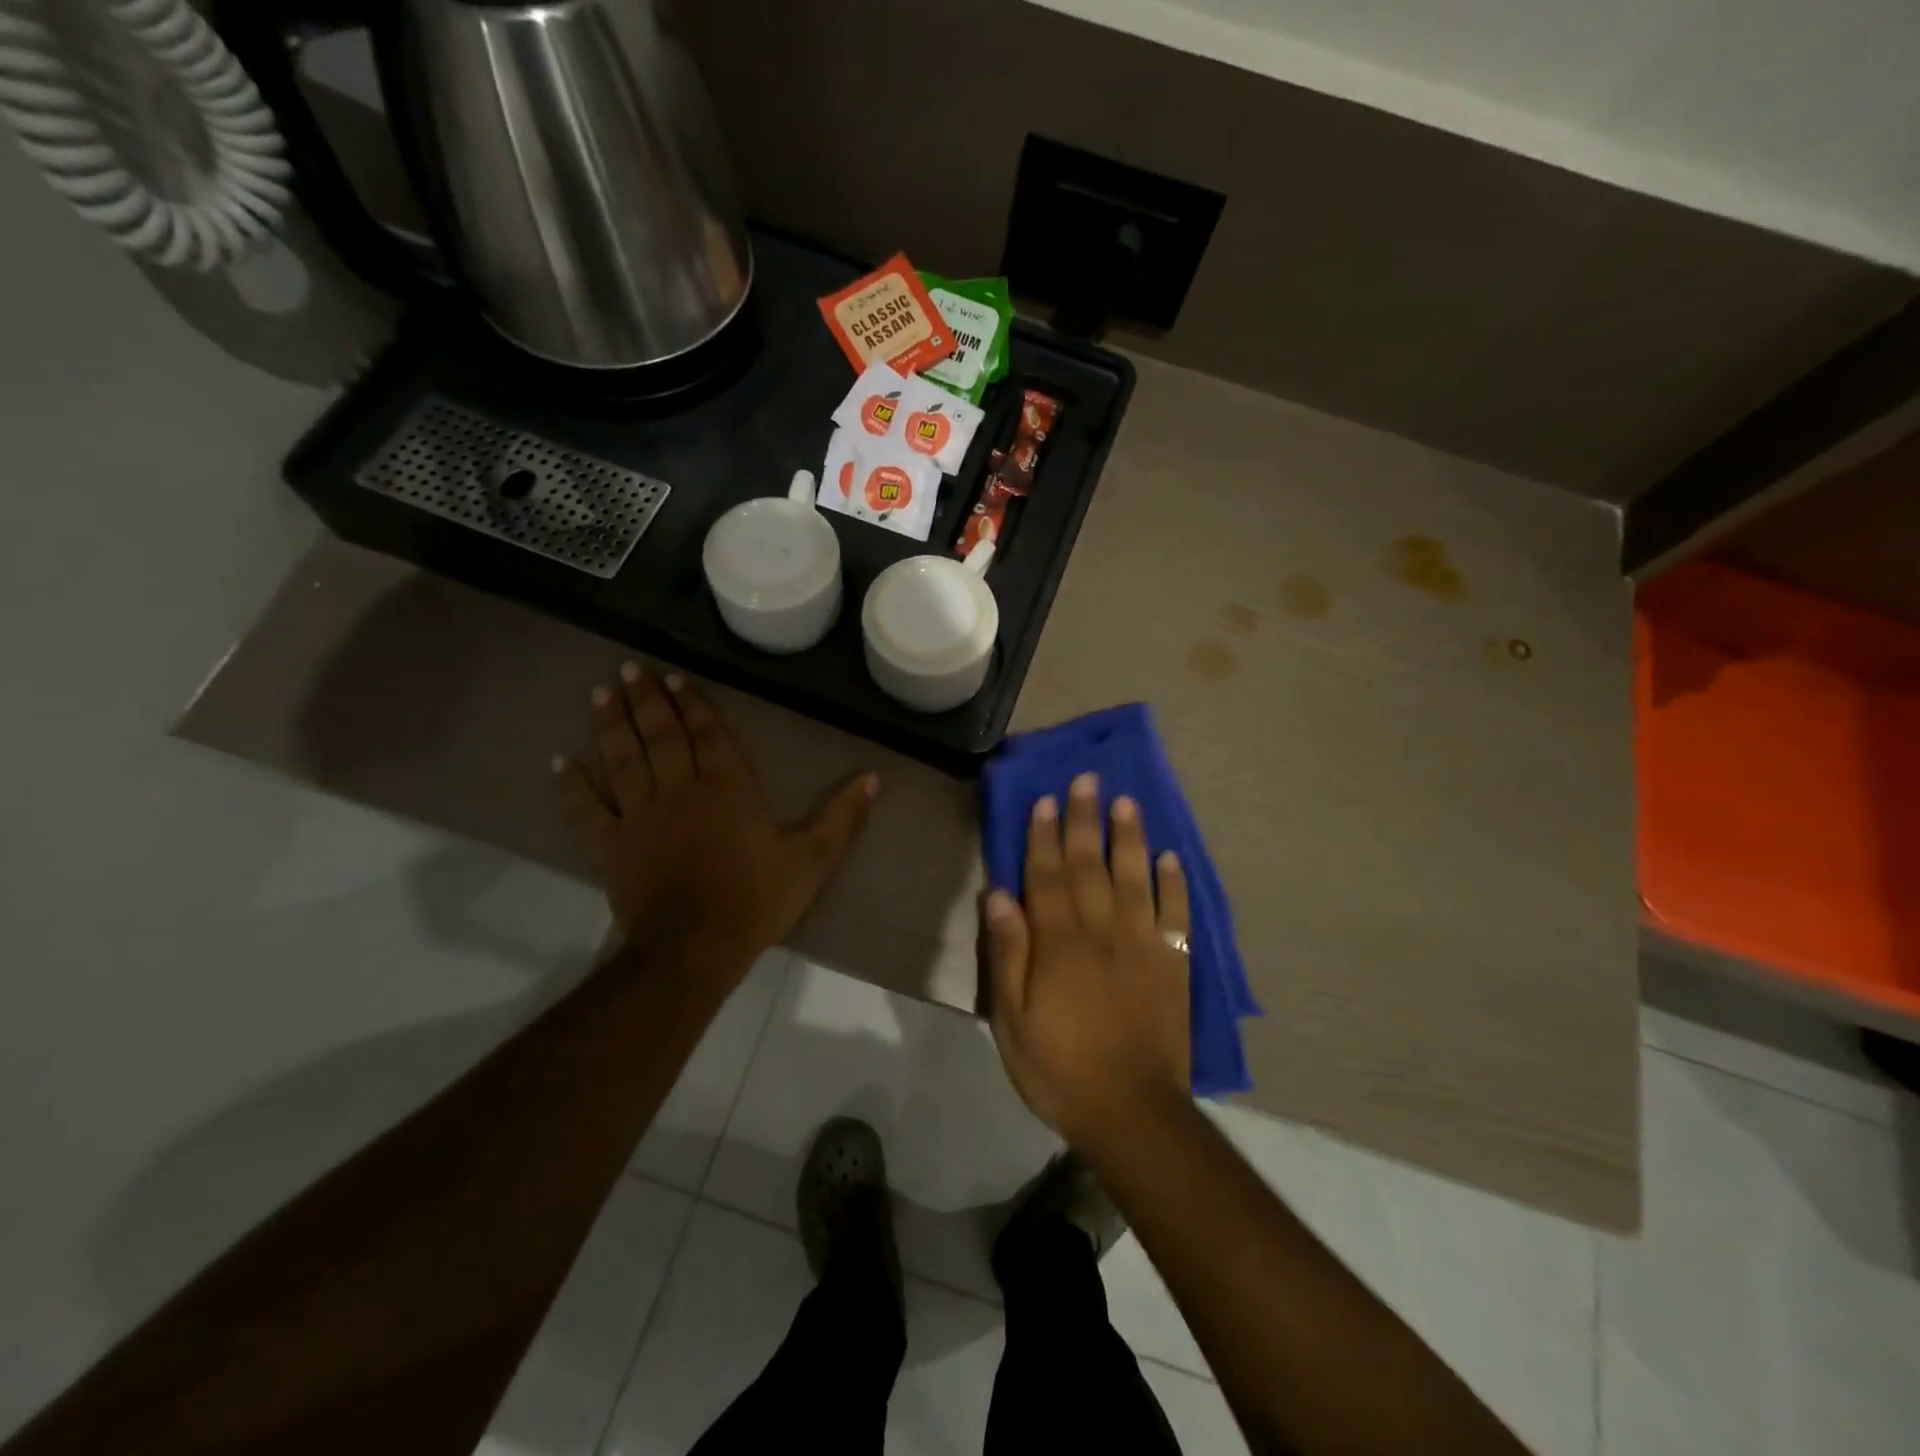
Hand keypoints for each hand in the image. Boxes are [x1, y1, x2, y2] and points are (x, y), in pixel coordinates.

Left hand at [554, 662, 877, 972]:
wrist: (695, 948)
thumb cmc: (756, 900)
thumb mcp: (813, 860)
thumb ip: (842, 817)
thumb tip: (872, 777)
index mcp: (728, 789)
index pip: (708, 735)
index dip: (693, 705)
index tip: (676, 679)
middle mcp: (680, 791)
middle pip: (661, 736)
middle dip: (647, 700)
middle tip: (630, 669)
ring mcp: (640, 817)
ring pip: (622, 760)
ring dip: (610, 725)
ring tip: (599, 693)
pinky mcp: (612, 847)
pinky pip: (586, 811)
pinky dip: (572, 786)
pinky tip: (560, 762)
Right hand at [982, 772, 1191, 1146]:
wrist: (1133, 1114)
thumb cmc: (1060, 1069)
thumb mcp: (1011, 1021)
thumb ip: (1007, 955)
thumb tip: (999, 895)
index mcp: (1060, 944)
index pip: (1047, 877)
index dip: (1044, 836)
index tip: (1045, 800)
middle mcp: (1103, 932)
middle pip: (1090, 866)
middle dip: (1085, 820)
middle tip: (1087, 780)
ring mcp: (1144, 946)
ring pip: (1136, 879)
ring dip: (1130, 838)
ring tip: (1127, 802)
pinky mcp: (1174, 966)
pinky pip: (1176, 916)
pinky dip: (1175, 885)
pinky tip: (1172, 858)